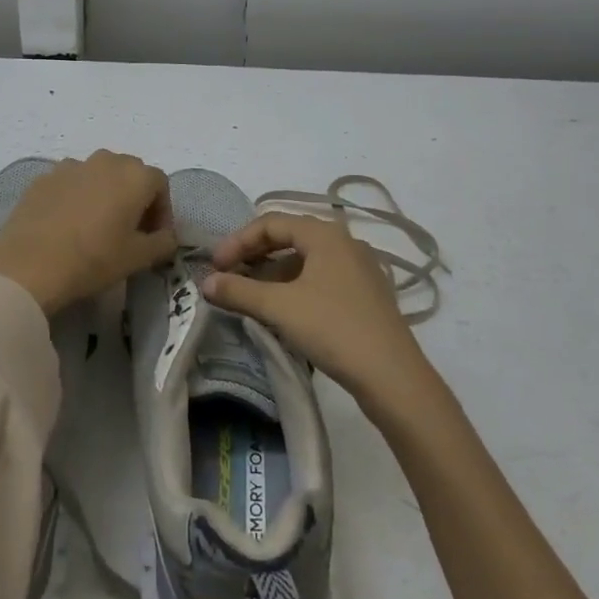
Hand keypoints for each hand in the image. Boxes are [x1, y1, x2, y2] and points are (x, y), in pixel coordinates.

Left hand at [0, 151, 176, 314]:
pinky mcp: (43, 178)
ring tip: (95, 226)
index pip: (160, 184)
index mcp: (135, 175)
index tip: (154, 237)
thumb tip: (166, 236)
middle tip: (128, 230)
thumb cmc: (94, 259)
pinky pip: (70, 183)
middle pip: (129, 173)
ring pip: (98, 175)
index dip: (162, 211)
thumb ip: (163, 242)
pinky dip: (76, 197)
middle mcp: (105, 160)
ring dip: (104, 194)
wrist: (29, 265)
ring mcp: (71, 166)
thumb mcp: (138, 257)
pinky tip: (67, 225)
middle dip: (135, 198)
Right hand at [200, 212, 428, 406]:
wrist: (392, 376)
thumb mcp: (279, 308)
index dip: (237, 241)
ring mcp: (358, 268)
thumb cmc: (333, 328)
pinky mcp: (364, 294)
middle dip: (254, 255)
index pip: (270, 222)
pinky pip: (320, 278)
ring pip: (305, 260)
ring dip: (272, 273)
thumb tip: (206, 282)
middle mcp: (344, 242)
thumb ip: (239, 291)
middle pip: (288, 237)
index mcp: (325, 234)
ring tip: (250, 296)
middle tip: (228, 277)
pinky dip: (294, 286)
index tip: (215, 266)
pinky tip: (281, 310)